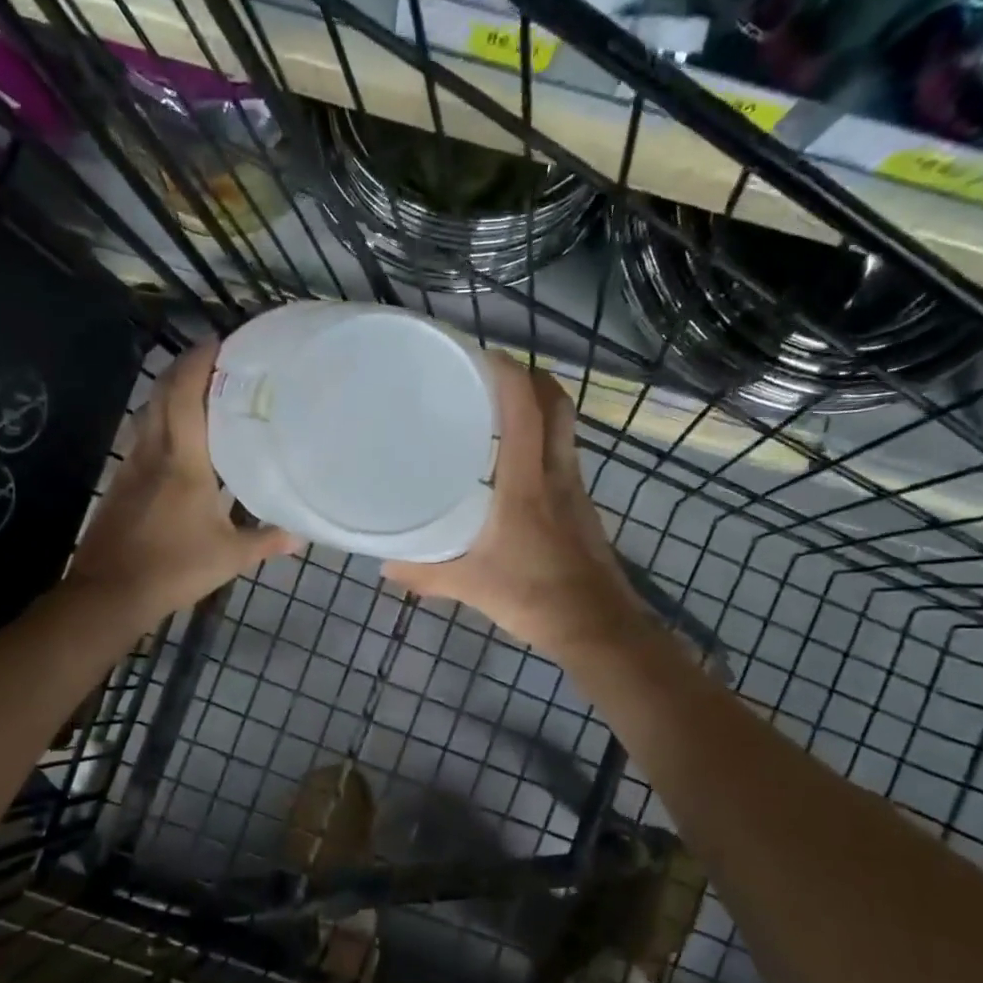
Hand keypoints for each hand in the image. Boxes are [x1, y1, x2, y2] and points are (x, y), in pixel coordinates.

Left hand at [68, 341, 295, 629]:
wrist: (109, 593)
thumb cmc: (174, 568)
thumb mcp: (229, 557)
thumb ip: (266, 541)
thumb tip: (300, 536)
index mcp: (183, 460)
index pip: (186, 394)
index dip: (200, 361)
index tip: (222, 342)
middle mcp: (153, 452)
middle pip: (162, 393)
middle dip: (186, 367)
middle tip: (218, 360)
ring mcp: (131, 465)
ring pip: (148, 412)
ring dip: (171, 391)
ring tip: (202, 390)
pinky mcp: (120, 482)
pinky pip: (142, 435)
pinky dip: (161, 419)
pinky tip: (179, 437)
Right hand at [384, 354, 643, 655]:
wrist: (598, 628)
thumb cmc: (533, 597)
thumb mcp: (470, 586)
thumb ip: (425, 573)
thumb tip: (384, 565)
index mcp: (527, 483)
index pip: (525, 409)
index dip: (507, 373)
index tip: (479, 354)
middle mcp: (557, 475)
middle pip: (556, 406)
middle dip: (531, 379)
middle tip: (492, 376)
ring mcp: (575, 491)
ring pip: (564, 431)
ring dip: (539, 410)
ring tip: (497, 414)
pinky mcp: (582, 510)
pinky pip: (563, 459)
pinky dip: (542, 446)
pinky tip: (514, 469)